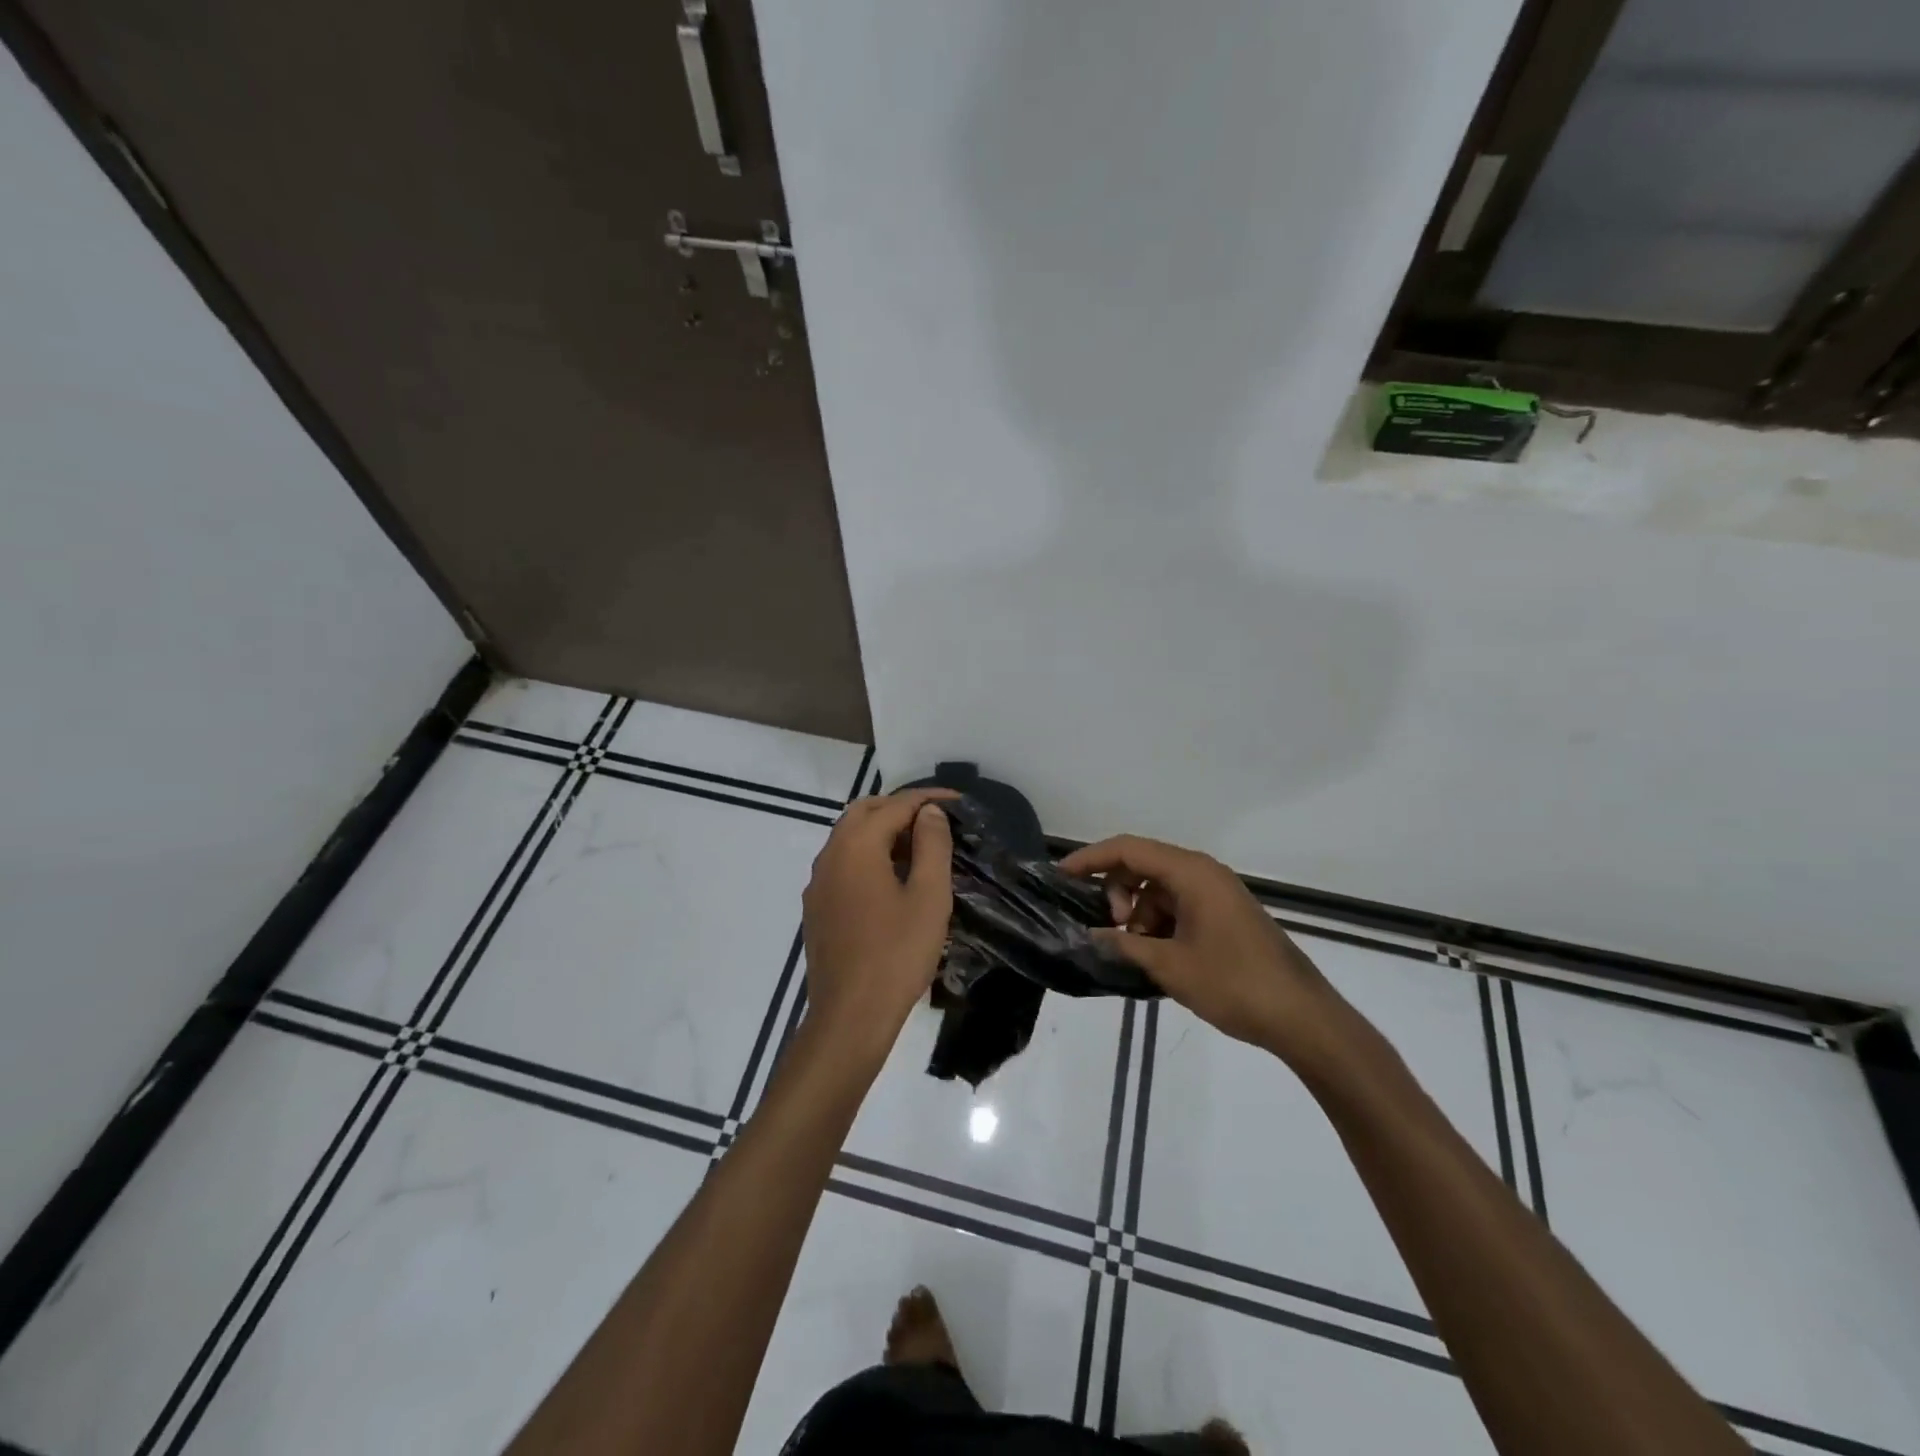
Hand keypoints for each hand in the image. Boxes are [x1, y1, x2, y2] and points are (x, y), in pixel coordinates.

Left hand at [801, 790, 955, 1057]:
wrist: (850, 1017)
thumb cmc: (897, 954)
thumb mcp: (928, 897)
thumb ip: (931, 846)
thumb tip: (930, 812)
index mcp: (856, 847)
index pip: (894, 806)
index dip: (928, 799)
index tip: (959, 802)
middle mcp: (830, 856)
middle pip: (864, 813)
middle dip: (901, 808)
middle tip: (936, 820)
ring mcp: (818, 883)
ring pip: (850, 838)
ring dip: (883, 832)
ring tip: (921, 848)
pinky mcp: (817, 908)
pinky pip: (843, 864)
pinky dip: (869, 856)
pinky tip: (893, 880)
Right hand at [1060, 835, 1349, 1067]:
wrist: (1302, 1018)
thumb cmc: (1234, 984)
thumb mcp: (1170, 966)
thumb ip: (1124, 945)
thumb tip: (1089, 935)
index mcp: (1191, 873)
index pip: (1128, 849)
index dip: (1090, 859)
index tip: (1059, 877)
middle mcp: (1203, 873)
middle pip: (1142, 865)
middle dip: (1116, 893)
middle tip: (1112, 931)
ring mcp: (1216, 893)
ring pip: (1158, 889)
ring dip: (1138, 914)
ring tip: (1138, 952)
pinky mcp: (1223, 915)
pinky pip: (1177, 906)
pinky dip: (1158, 924)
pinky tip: (1156, 957)